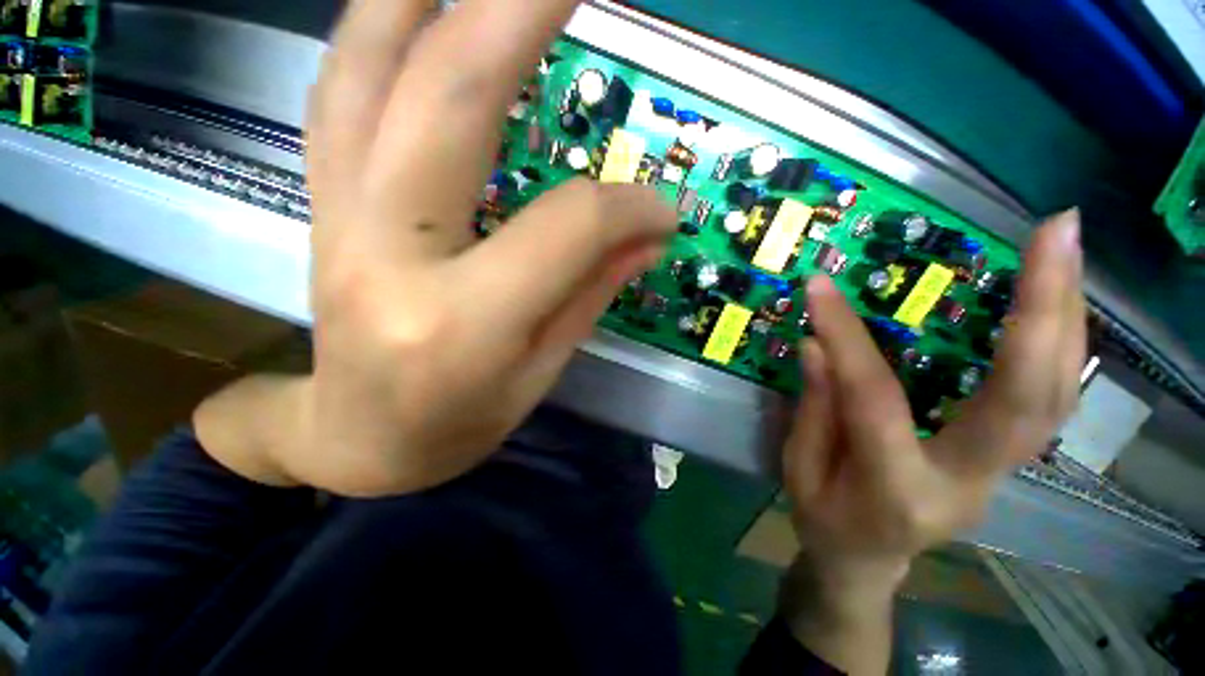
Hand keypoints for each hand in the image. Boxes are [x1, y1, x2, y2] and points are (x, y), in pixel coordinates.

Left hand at [282, 0, 673, 494]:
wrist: (356, 440)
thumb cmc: (455, 425)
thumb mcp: (539, 373)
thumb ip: (591, 292)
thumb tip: (651, 232)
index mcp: (463, 323)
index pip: (567, 226)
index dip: (628, 206)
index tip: (664, 207)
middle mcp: (389, 254)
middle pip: (452, 100)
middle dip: (521, 10)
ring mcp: (338, 218)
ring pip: (370, 69)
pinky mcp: (320, 204)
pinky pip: (339, 93)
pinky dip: (377, 29)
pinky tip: (414, 4)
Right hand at [778, 211, 1083, 671]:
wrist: (868, 561)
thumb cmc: (825, 519)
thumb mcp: (799, 469)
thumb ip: (813, 409)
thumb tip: (817, 345)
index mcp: (897, 489)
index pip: (875, 398)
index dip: (845, 338)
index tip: (820, 286)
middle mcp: (970, 481)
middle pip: (1027, 398)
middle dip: (1045, 309)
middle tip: (1056, 232)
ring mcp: (1003, 472)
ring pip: (1056, 395)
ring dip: (1067, 316)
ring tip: (1063, 248)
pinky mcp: (1010, 459)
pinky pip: (1049, 398)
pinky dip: (1058, 343)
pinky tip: (1053, 300)